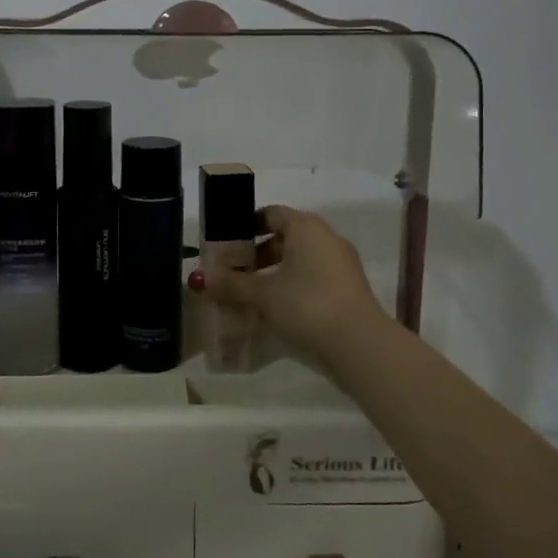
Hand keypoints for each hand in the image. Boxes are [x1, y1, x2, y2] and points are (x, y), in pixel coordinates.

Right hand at [190, 205, 385, 359]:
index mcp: (306, 227)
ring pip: (300, 259)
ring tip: (251, 293)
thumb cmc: (306, 304)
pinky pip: (314, 276)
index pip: (271, 214)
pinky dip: (293, 284)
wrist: (358, 343)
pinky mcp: (348, 288)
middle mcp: (326, 237)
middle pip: (285, 237)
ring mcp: (341, 263)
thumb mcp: (263, 294)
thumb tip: (198, 280)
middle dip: (258, 253)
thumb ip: (231, 284)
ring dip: (275, 271)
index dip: (246, 225)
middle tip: (234, 271)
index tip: (226, 243)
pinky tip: (276, 307)